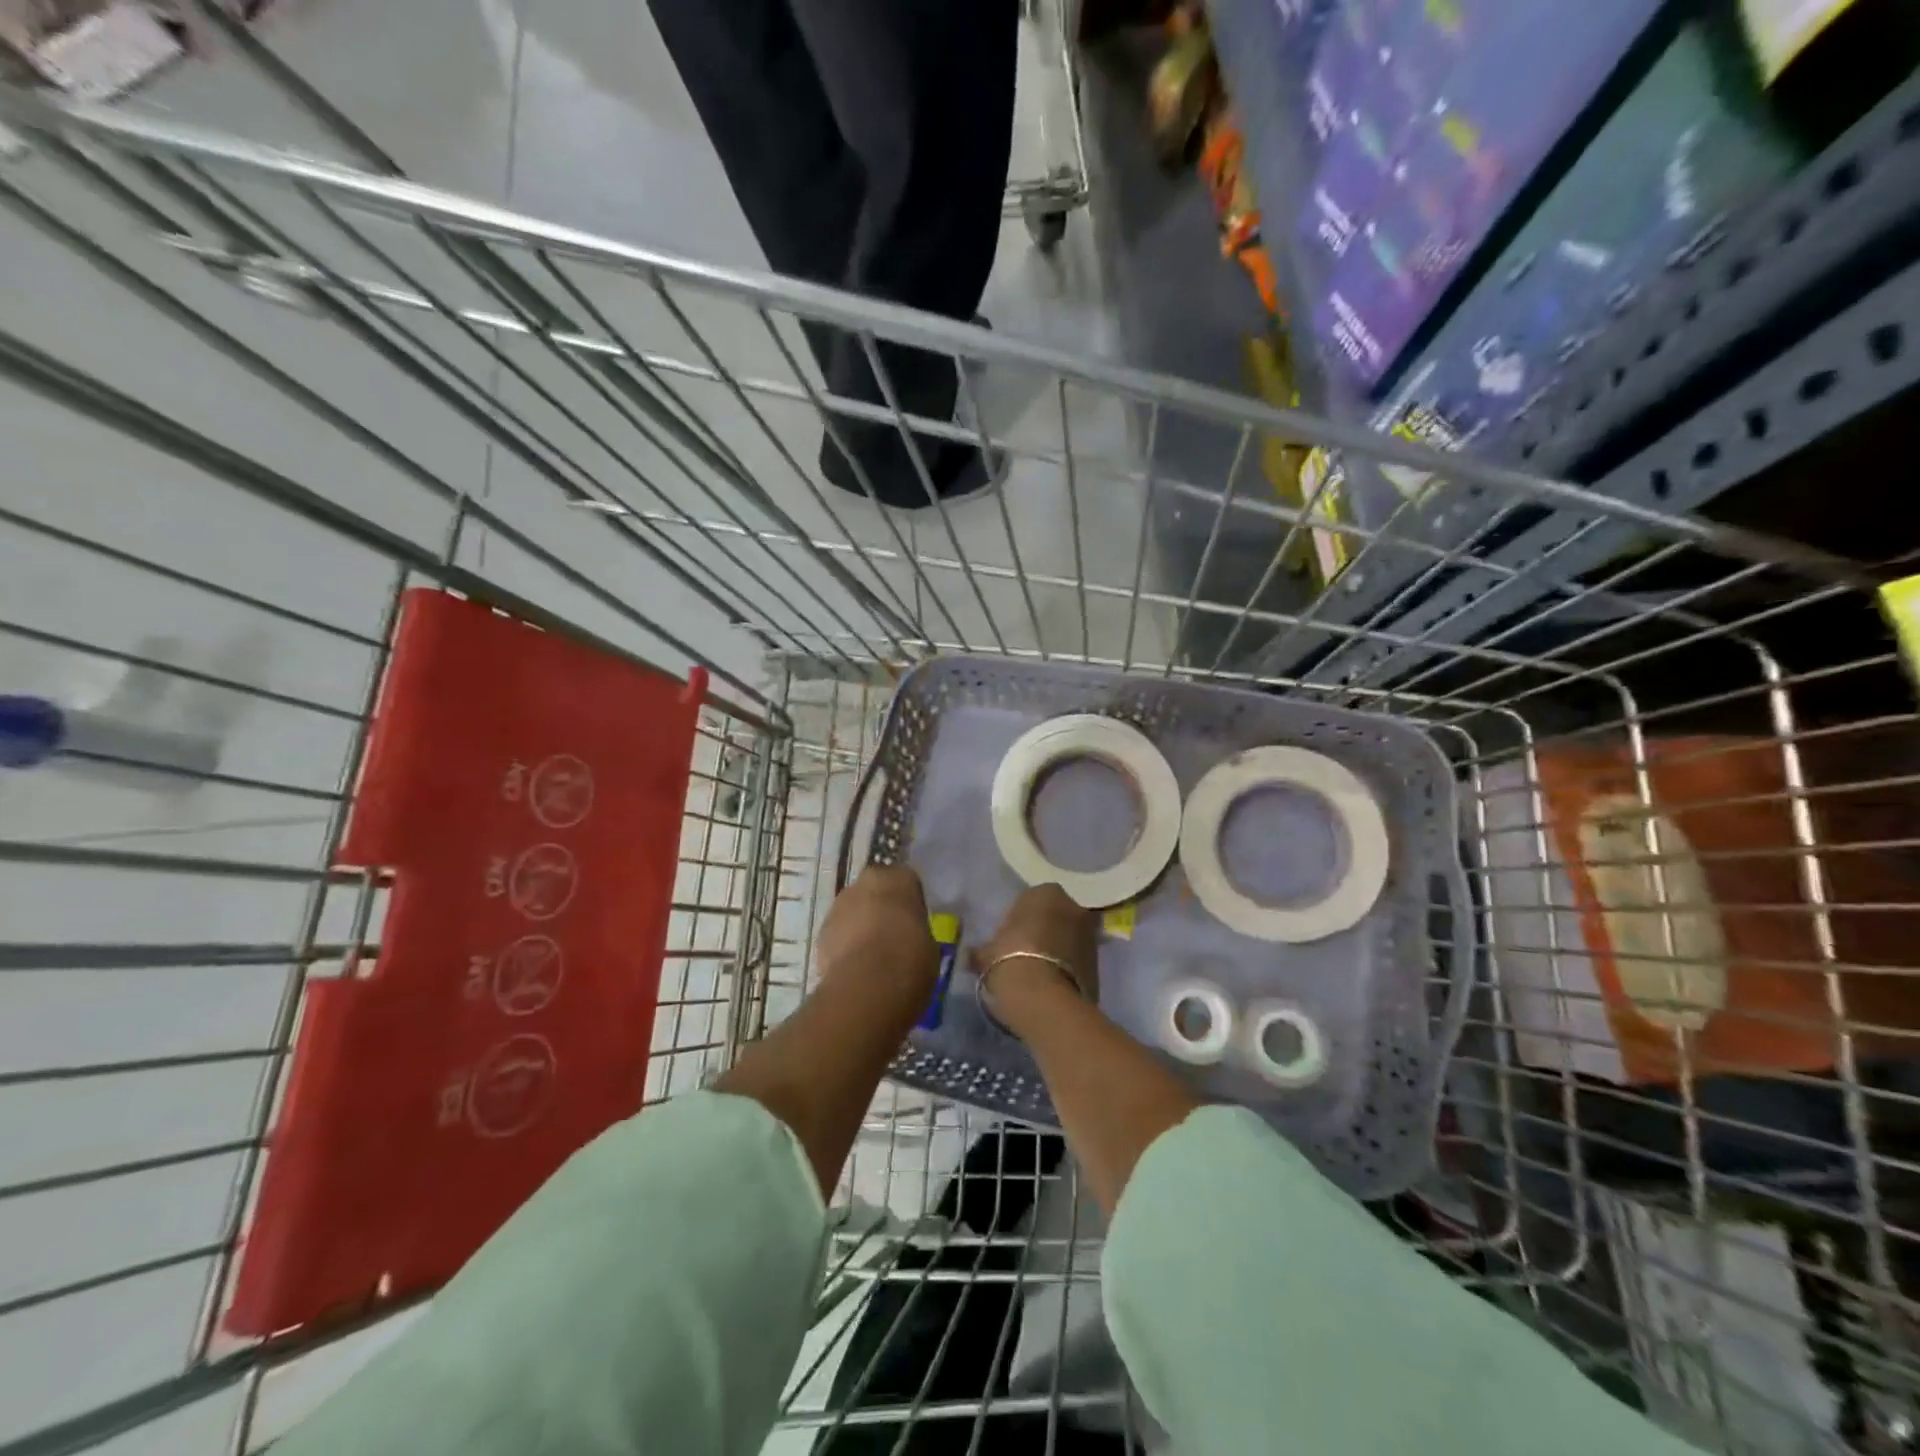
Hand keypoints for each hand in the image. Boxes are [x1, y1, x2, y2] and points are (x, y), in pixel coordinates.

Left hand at [817, 865, 938, 1000]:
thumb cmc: (911, 956)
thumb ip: (915, 929)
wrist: (870, 983)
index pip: (905, 880)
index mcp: (899, 877)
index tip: (912, 920)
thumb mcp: (928, 941)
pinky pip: (838, 933)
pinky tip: (855, 966)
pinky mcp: (821, 931)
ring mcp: (839, 904)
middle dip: (880, 907)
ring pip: (853, 910)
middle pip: (874, 890)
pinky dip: (844, 945)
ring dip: (859, 924)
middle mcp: (866, 881)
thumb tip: (908, 937)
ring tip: (872, 955)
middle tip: (892, 934)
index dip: (908, 901)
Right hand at [975, 884, 1097, 1038]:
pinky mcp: (1100, 964)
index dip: (1019, 920)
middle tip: (1024, 954)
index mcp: (1045, 893)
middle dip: (1044, 931)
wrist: (1043, 1000)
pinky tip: (1051, 986)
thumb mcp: (985, 954)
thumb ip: (982, 950)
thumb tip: (971, 955)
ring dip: (1058, 950)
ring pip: (1069, 938)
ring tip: (1038, 974)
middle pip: (1055, 917)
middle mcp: (1073, 907)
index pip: (1031, 900)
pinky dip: (1067, 969)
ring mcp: (1090, 935)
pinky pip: (1078, 961)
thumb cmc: (1009, 961)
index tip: (1008, 939)